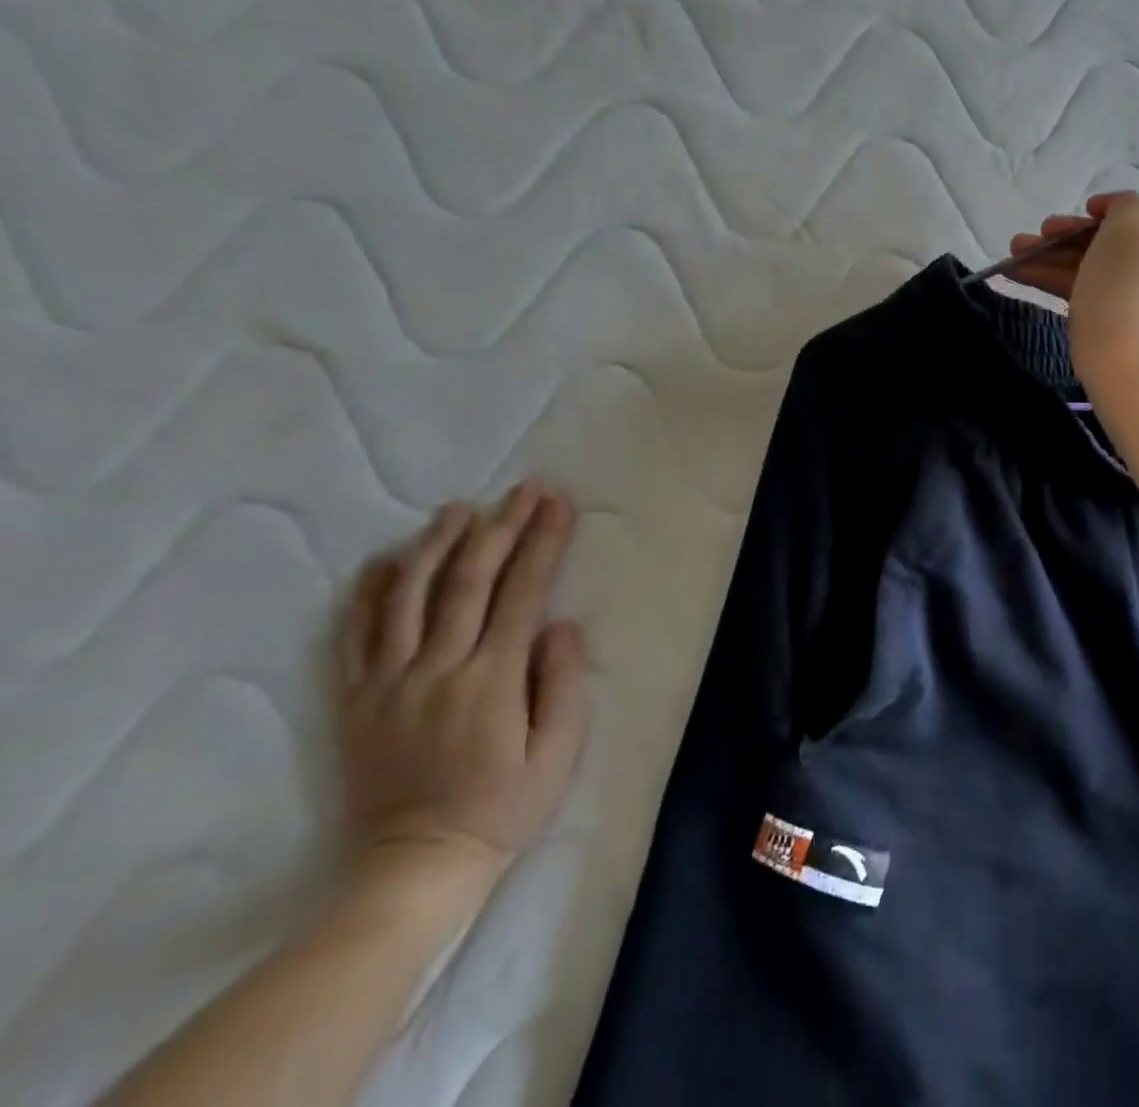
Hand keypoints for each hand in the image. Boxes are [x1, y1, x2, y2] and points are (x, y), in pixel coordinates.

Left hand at [337, 484, 588, 886]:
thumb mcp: (558, 753)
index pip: (522, 593)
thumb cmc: (502, 809)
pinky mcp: (356, 700)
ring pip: (407, 596)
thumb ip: (562, 683)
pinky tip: (385, 559)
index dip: (542, 543)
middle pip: (468, 581)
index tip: (558, 504)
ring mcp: (388, 683)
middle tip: (522, 490)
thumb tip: (562, 623)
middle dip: (500, 527)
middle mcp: (436, 669)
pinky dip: (369, 591)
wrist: (412, 869)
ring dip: (436, 544)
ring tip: (457, 509)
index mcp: (491, 680)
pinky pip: (355, 635)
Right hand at [1007, 191, 1138, 394]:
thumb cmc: (1125, 289)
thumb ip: (1124, 206)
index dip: (1107, 207)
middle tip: (1033, 236)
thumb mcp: (1123, 231)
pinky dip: (1065, 280)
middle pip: (1116, 239)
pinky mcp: (1133, 321)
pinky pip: (1099, 290)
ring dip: (1055, 257)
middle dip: (1068, 237)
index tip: (1080, 212)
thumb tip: (1127, 210)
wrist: (1129, 368)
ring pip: (1100, 265)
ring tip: (1013, 255)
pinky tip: (1023, 274)